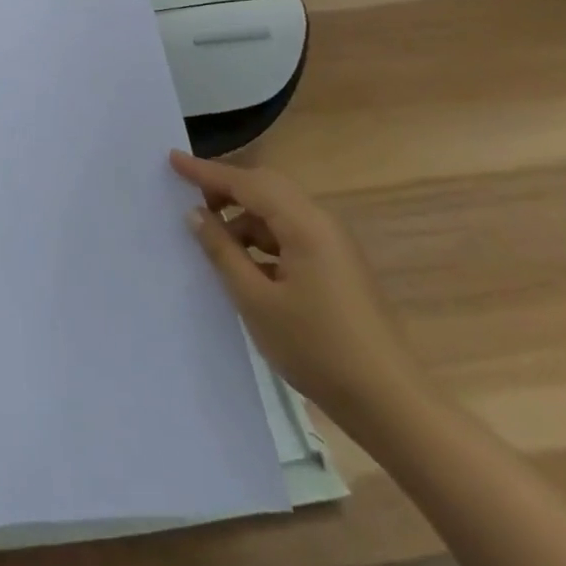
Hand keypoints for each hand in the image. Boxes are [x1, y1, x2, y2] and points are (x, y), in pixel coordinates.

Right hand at [169, 150, 425, 428]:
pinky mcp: (338, 267)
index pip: (246, 182)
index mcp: (304, 225)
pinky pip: (291, 234)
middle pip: (266, 188)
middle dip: (226, 189)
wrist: (393, 406)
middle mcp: (322, 224)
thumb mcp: (257, 301)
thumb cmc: (318, 349)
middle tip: (189, 198)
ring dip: (244, 217)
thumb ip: (223, 252)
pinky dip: (262, 238)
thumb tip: (196, 214)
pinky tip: (245, 264)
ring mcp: (334, 246)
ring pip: (279, 212)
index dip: (205, 172)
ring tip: (212, 239)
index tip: (172, 159)